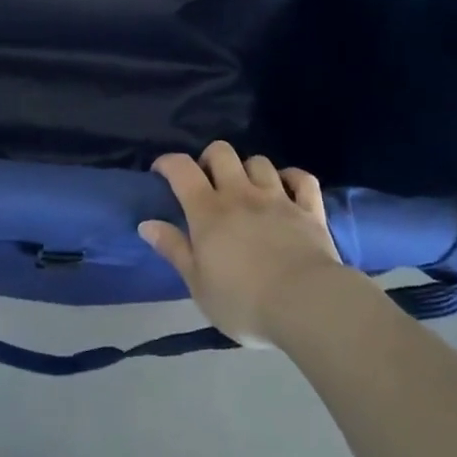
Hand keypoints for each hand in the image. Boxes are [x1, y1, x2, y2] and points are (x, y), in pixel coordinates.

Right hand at [138, 141, 345, 345]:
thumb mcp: (198, 284)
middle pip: (222, 152)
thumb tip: (146, 223)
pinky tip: (288, 188)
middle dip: (210, 158)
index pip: (182, 170)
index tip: (161, 172)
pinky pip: (302, 179)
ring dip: (249, 169)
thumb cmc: (243, 301)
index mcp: (209, 211)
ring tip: (247, 188)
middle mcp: (241, 194)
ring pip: (260, 162)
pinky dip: (293, 178)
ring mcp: (278, 198)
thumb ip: (174, 249)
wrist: (305, 304)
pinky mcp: (309, 210)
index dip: (168, 163)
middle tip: (208, 181)